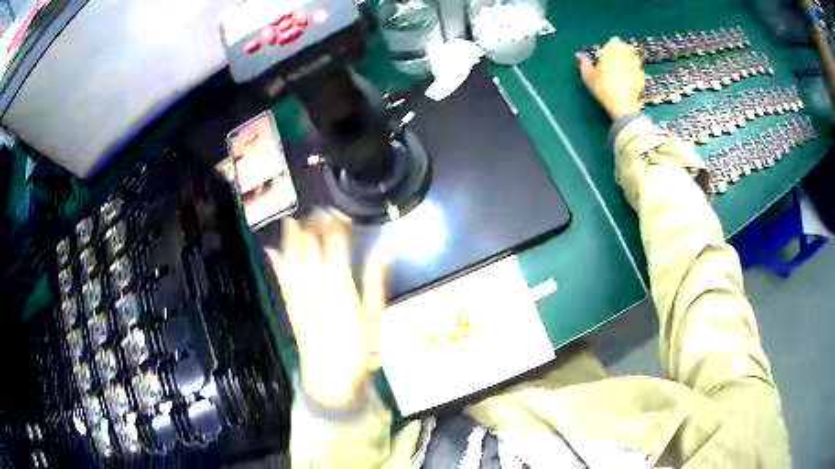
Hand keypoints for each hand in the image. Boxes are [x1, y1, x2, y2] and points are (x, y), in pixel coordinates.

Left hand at [267, 216, 388, 407]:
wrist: (330, 374)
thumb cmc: (358, 346)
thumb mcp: (374, 314)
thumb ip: (375, 279)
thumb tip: (383, 250)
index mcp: (340, 282)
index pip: (335, 242)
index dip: (333, 222)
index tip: (335, 209)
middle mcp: (316, 280)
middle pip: (309, 243)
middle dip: (310, 223)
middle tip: (313, 208)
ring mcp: (300, 290)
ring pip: (292, 255)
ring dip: (292, 234)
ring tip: (293, 216)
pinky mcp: (290, 301)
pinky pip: (281, 275)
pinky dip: (275, 259)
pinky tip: (271, 246)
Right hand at [577, 37, 645, 120]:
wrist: (622, 104)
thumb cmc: (603, 87)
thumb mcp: (588, 75)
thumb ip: (584, 63)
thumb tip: (579, 55)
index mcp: (612, 51)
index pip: (614, 41)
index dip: (611, 44)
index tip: (608, 50)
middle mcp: (625, 55)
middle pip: (626, 47)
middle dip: (622, 49)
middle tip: (616, 56)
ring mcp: (635, 65)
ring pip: (634, 57)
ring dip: (630, 58)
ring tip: (624, 65)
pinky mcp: (641, 77)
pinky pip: (638, 69)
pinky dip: (635, 70)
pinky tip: (630, 75)